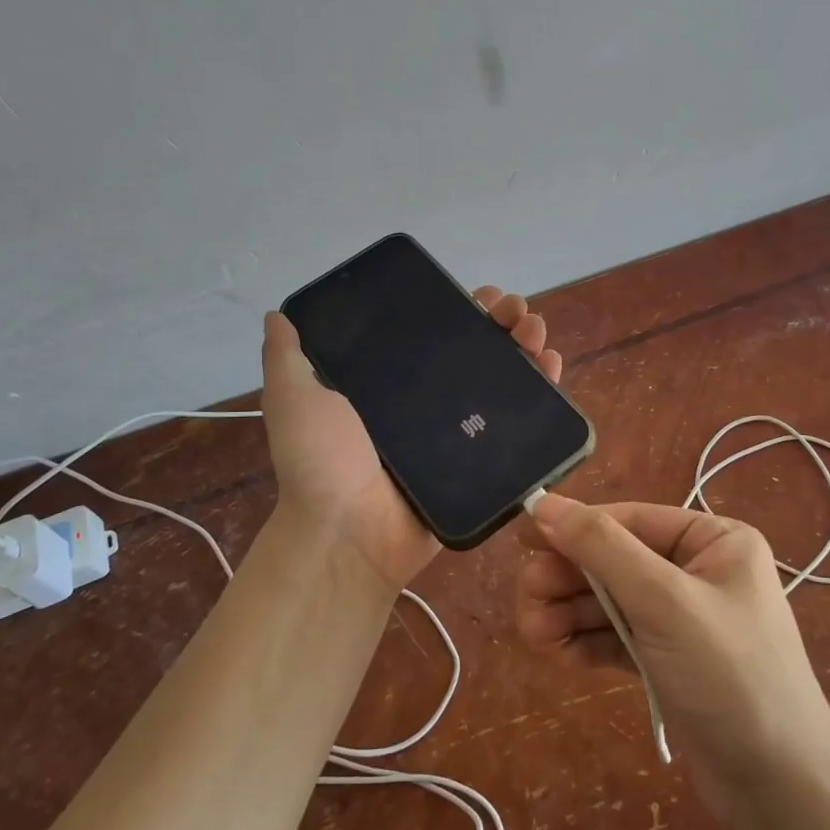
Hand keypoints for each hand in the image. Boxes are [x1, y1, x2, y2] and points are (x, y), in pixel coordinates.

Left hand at [261, 287, 563, 591]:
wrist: (348, 534)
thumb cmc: (322, 463)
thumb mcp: (295, 399)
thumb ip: (287, 357)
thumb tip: (278, 313)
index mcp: (393, 383)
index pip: (435, 334)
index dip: (462, 310)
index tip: (481, 295)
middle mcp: (430, 403)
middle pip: (478, 352)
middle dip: (503, 323)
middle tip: (517, 311)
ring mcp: (459, 433)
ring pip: (503, 380)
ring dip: (526, 348)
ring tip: (536, 333)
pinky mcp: (482, 461)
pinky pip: (517, 425)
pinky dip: (541, 394)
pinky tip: (551, 368)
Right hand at [517, 496, 829, 824]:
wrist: (781, 791)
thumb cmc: (729, 676)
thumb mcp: (663, 601)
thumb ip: (602, 548)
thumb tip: (544, 503)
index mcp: (715, 540)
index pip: (630, 520)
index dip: (575, 527)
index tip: (522, 540)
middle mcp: (700, 570)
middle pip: (616, 560)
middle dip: (569, 580)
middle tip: (526, 598)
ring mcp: (684, 618)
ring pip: (612, 600)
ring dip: (569, 613)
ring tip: (531, 632)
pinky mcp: (670, 659)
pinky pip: (619, 635)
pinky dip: (587, 640)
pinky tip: (555, 651)